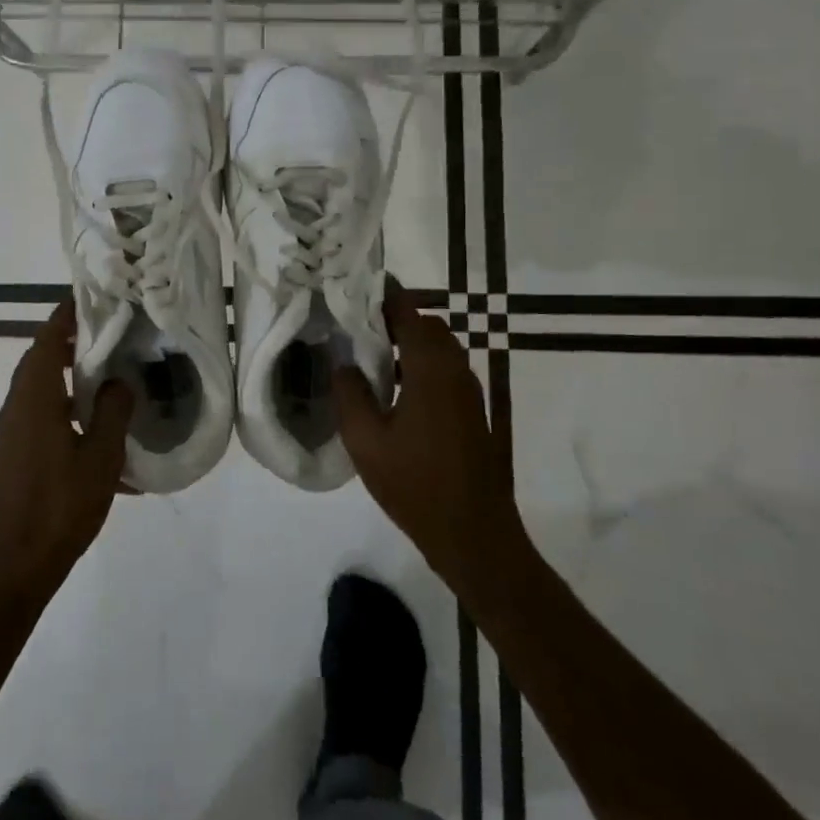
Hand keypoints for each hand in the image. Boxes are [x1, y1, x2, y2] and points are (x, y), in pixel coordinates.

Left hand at [0, 300, 133, 602]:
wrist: (13, 567)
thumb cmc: (59, 507)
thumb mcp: (99, 457)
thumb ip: (112, 411)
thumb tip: (119, 381)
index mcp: (34, 397)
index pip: (47, 339)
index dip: (67, 315)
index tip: (92, 297)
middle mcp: (16, 406)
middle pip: (40, 358)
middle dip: (71, 340)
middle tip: (110, 330)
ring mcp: (12, 431)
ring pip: (40, 387)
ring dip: (68, 374)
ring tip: (108, 371)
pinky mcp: (14, 453)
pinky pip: (41, 414)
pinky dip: (65, 407)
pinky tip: (97, 430)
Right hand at [333, 285, 522, 590]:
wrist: (474, 534)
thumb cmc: (416, 485)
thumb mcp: (366, 441)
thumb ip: (350, 394)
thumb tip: (345, 364)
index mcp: (431, 369)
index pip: (409, 311)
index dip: (384, 293)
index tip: (354, 285)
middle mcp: (455, 370)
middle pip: (426, 325)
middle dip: (393, 315)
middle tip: (354, 319)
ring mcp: (468, 391)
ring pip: (437, 347)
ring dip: (407, 340)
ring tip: (367, 349)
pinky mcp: (471, 411)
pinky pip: (443, 369)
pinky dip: (418, 363)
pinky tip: (391, 387)